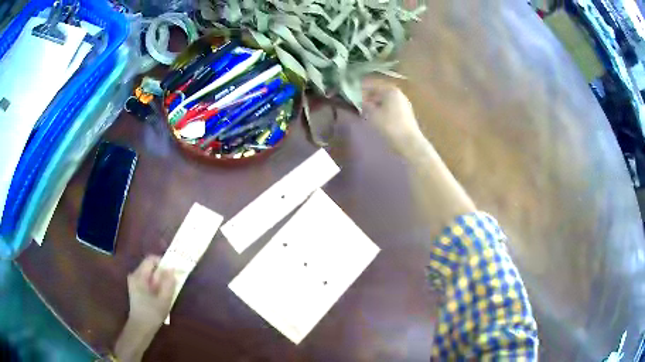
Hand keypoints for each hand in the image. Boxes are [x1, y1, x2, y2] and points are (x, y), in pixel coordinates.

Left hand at [127, 255, 175, 328]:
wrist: (140, 328)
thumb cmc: (152, 314)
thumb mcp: (164, 299)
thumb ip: (168, 283)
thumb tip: (172, 269)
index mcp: (139, 276)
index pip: (151, 259)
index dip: (163, 262)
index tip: (173, 271)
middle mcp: (134, 275)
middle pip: (150, 266)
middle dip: (162, 272)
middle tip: (172, 283)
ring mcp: (133, 282)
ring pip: (149, 274)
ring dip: (159, 279)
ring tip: (167, 291)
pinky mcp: (135, 288)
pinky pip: (146, 280)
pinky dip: (155, 284)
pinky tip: (160, 296)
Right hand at [362, 78, 423, 151]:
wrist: (408, 143)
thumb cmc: (388, 125)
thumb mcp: (371, 114)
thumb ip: (364, 105)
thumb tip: (360, 101)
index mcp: (390, 90)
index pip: (372, 86)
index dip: (360, 90)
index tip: (350, 96)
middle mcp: (399, 95)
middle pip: (380, 93)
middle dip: (368, 99)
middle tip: (357, 106)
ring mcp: (404, 105)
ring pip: (385, 102)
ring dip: (375, 106)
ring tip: (365, 114)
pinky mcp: (406, 117)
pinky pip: (391, 110)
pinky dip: (382, 113)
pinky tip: (377, 120)